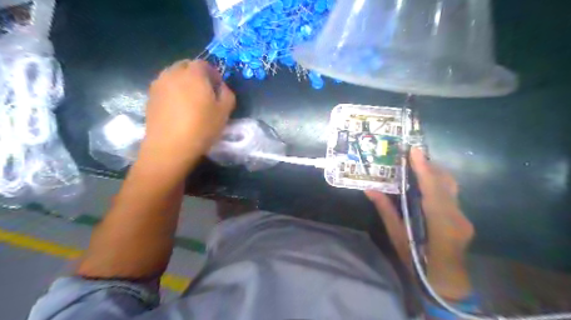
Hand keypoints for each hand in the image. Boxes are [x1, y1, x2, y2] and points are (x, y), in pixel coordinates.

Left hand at [143, 59, 236, 163]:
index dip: (213, 73)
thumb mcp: (224, 112)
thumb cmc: (202, 127)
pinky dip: (173, 91)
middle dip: (197, 75)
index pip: (203, 64)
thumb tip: (221, 87)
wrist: (170, 146)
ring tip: (190, 100)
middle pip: (186, 66)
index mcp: (193, 74)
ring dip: (183, 82)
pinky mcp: (150, 97)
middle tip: (205, 92)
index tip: (218, 88)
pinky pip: (164, 87)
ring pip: (173, 75)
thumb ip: (227, 94)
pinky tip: (178, 108)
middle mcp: (173, 73)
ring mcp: (158, 85)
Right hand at [369, 149, 475, 298]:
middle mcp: (456, 218)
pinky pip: (451, 194)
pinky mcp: (464, 218)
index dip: (423, 169)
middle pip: (444, 184)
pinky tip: (426, 181)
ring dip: (434, 172)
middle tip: (411, 155)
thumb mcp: (397, 237)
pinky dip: (438, 183)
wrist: (446, 281)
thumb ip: (386, 211)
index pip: (432, 191)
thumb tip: (370, 190)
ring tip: (417, 164)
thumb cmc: (417, 262)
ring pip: (450, 187)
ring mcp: (463, 218)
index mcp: (440, 226)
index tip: (414, 151)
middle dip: (428, 166)